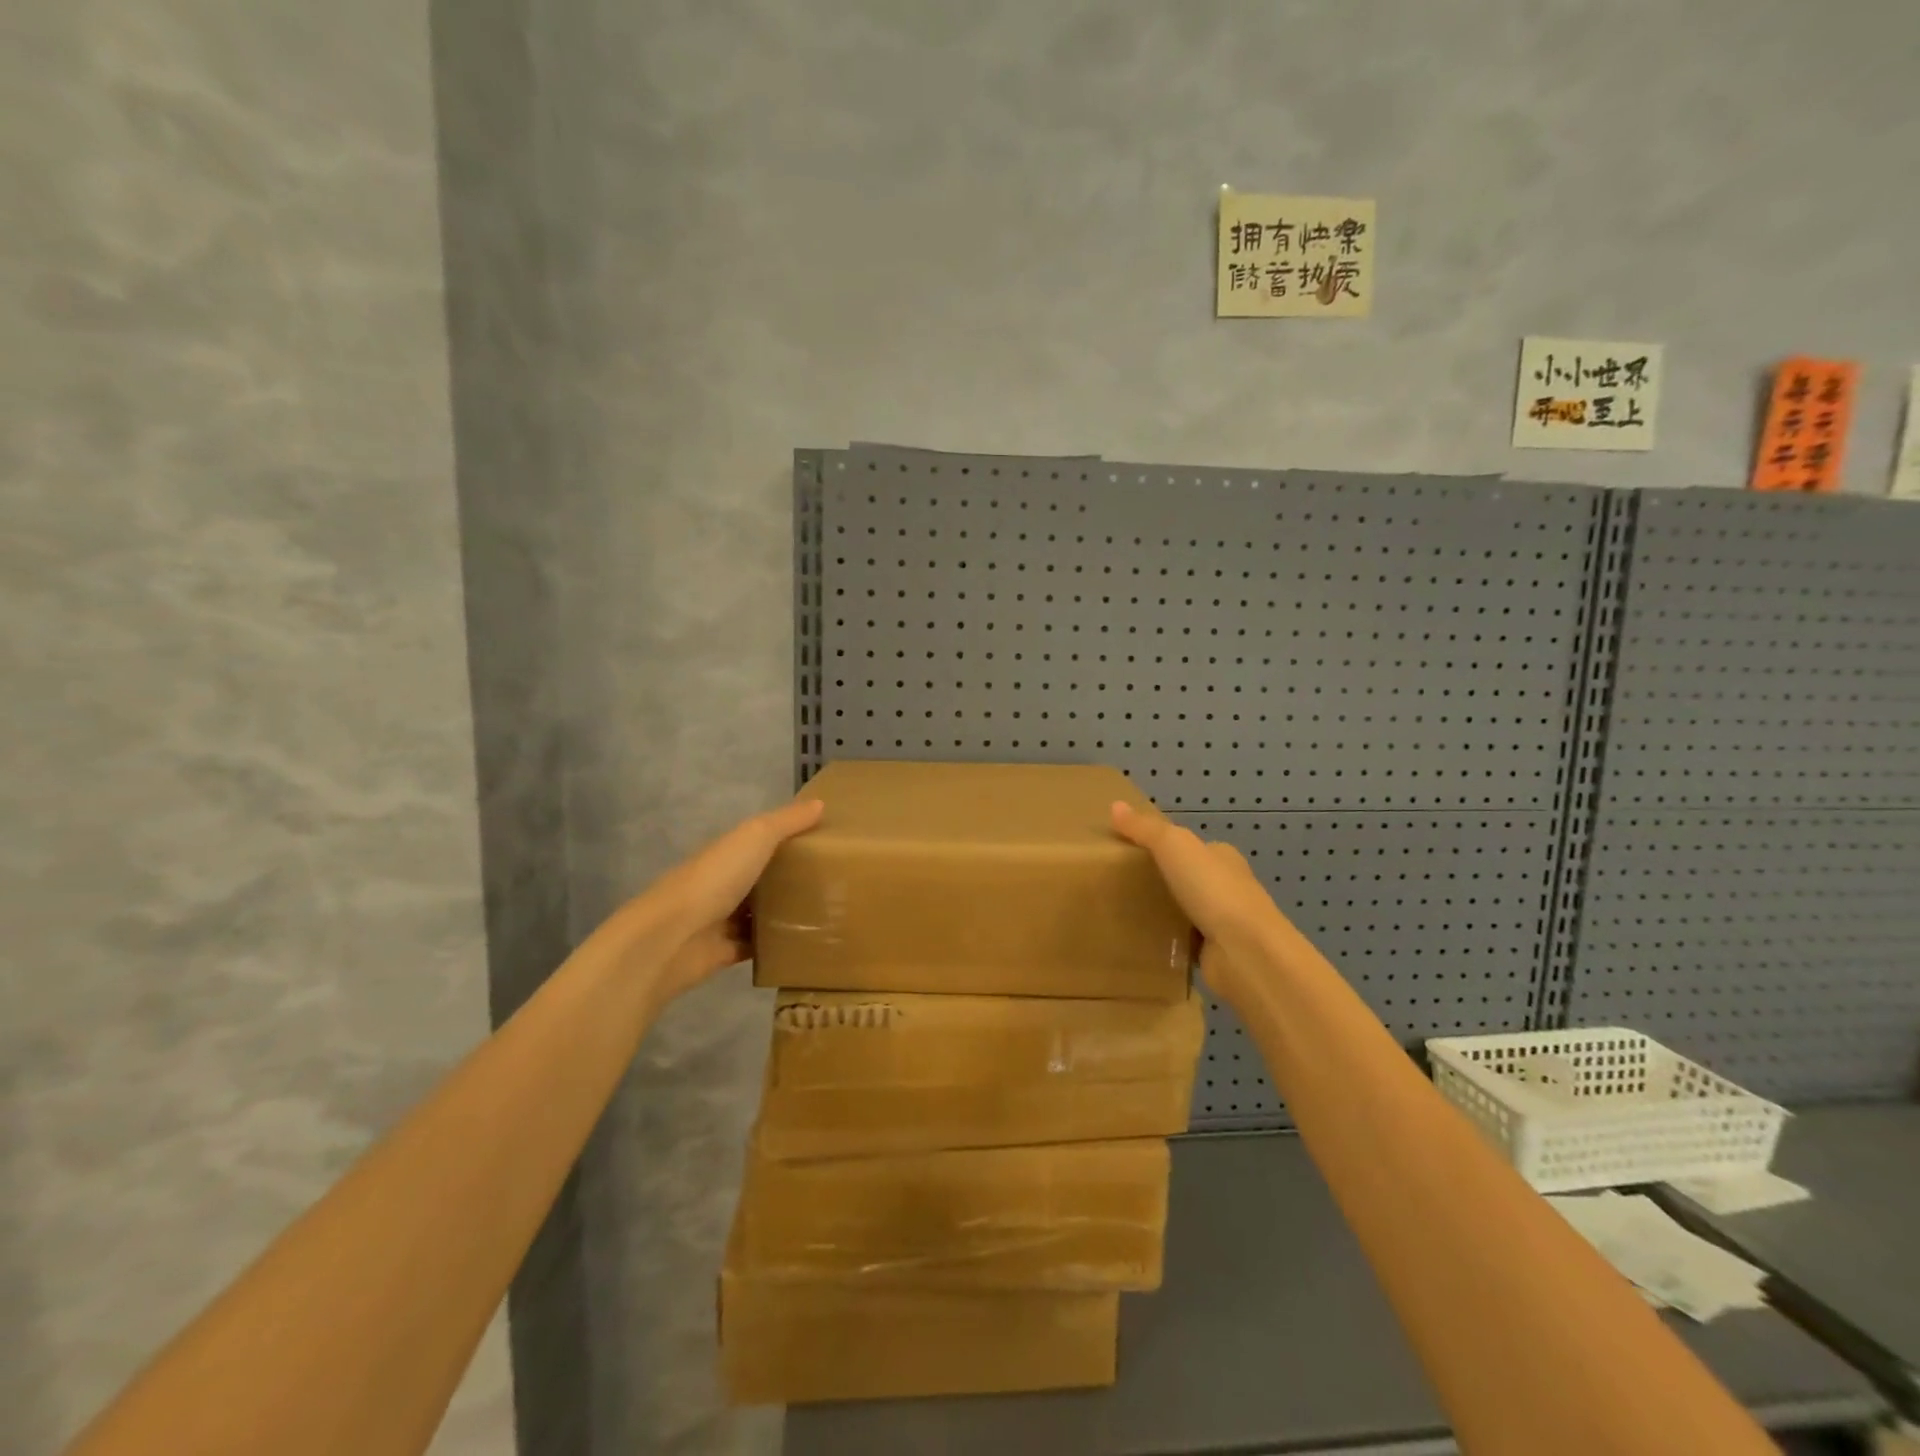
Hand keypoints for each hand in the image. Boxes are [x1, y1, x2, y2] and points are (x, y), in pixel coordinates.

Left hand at [629, 798, 824, 1005]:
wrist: (671, 938)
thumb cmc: (714, 879)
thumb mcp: (755, 837)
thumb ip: (786, 822)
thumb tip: (820, 803)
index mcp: (729, 852)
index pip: (763, 840)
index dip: (792, 837)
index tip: (828, 841)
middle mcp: (724, 882)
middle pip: (764, 877)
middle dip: (793, 877)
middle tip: (838, 880)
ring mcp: (723, 919)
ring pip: (761, 912)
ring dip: (787, 912)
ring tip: (831, 912)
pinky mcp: (726, 951)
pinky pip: (758, 945)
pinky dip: (777, 944)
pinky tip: (807, 942)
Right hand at [1111, 800, 1282, 998]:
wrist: (1246, 953)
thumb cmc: (1213, 890)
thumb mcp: (1174, 846)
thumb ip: (1145, 829)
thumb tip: (1115, 805)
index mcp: (1222, 857)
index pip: (1190, 846)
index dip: (1162, 845)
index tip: (1128, 851)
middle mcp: (1226, 887)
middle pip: (1185, 878)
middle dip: (1158, 880)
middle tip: (1117, 882)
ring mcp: (1222, 922)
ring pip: (1183, 911)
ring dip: (1160, 912)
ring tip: (1120, 910)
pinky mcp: (1213, 953)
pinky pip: (1182, 942)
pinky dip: (1165, 942)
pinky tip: (1139, 940)